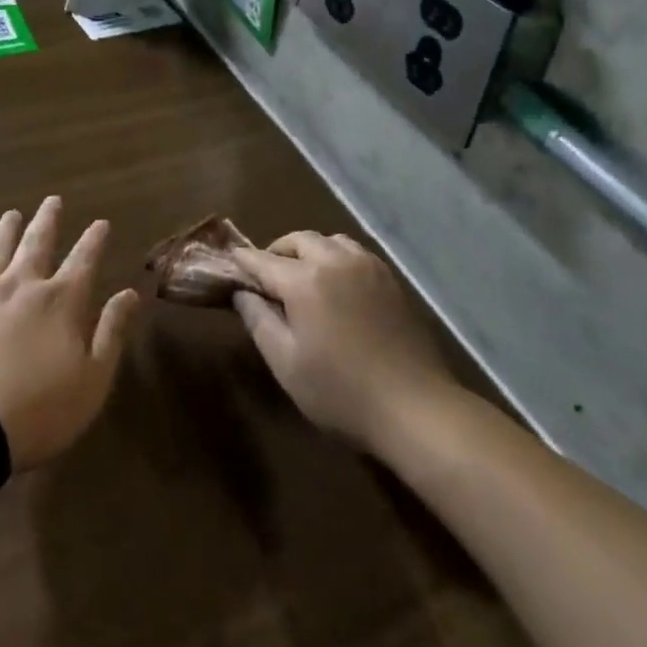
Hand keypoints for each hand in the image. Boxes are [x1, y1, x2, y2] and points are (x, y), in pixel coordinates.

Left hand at [0, 196, 138, 470]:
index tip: (101, 222)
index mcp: (60, 301)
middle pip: (38, 243)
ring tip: (12, 214)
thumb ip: (111, 333)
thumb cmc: (37, 410)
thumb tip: (129, 293)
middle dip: (48, 220)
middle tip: (53, 200)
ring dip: (7, 230)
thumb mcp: (91, 381)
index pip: (83, 260)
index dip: (94, 239)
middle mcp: (22, 285)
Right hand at [231, 232, 455, 451]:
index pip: (264, 260)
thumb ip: (258, 321)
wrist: (414, 406)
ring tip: (303, 276)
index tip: (231, 259)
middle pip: (298, 240)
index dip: (244, 260)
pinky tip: (337, 284)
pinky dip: (336, 257)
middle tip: (267, 274)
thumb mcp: (286, 363)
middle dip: (277, 251)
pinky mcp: (390, 279)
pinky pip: (354, 252)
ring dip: (310, 250)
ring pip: (330, 241)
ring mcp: (367, 266)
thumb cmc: (340, 391)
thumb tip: (241, 292)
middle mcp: (335, 261)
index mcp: (305, 280)